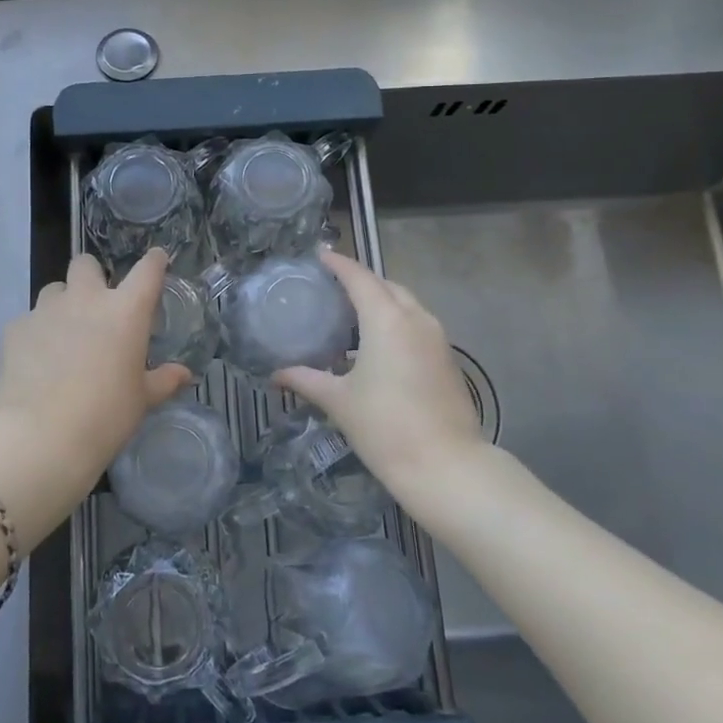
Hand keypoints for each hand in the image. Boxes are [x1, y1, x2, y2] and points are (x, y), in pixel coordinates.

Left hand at [0, 249, 192, 517]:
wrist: (41, 437)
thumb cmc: (105, 416)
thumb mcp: (142, 400)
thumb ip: (163, 380)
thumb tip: (184, 374)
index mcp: (125, 311)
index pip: (147, 271)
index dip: (155, 261)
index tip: (158, 260)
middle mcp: (86, 299)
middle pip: (87, 264)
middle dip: (93, 276)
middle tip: (97, 304)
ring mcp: (46, 310)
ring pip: (55, 288)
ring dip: (63, 302)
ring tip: (65, 333)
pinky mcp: (16, 328)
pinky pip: (30, 318)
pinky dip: (37, 332)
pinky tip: (38, 359)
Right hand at [274, 250, 487, 507]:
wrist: (446, 466)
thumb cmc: (385, 428)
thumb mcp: (339, 401)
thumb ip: (306, 380)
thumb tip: (276, 375)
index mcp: (387, 319)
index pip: (359, 277)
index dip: (339, 264)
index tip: (320, 256)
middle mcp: (416, 318)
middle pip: (386, 286)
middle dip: (361, 281)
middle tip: (332, 288)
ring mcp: (436, 338)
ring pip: (406, 305)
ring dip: (381, 302)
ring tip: (351, 314)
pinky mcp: (446, 359)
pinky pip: (417, 325)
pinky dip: (396, 322)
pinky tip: (376, 345)